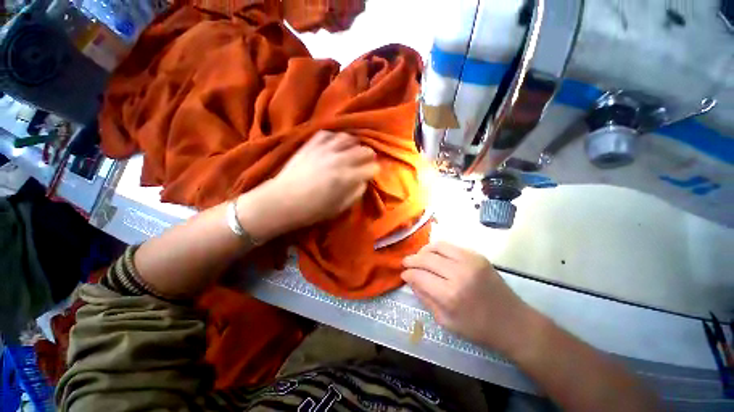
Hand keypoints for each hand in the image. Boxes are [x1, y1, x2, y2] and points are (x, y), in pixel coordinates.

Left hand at [243, 131, 378, 239]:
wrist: (282, 200)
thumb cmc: (312, 209)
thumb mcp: (339, 208)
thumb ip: (356, 193)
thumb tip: (363, 181)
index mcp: (347, 177)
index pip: (372, 168)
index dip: (375, 171)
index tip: (372, 174)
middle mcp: (339, 159)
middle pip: (364, 150)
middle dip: (369, 156)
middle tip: (365, 162)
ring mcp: (324, 149)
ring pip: (348, 138)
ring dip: (354, 144)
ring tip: (352, 150)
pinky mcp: (311, 144)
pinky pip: (328, 134)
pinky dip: (335, 137)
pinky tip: (335, 144)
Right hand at [402, 242, 539, 356]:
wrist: (514, 322)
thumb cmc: (478, 329)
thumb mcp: (446, 322)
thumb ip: (425, 298)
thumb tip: (411, 280)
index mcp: (450, 295)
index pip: (419, 276)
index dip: (408, 274)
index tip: (403, 274)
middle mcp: (459, 273)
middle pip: (426, 258)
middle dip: (411, 260)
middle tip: (405, 263)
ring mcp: (470, 261)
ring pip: (437, 246)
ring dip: (424, 251)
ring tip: (419, 257)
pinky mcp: (477, 256)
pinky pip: (451, 246)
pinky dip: (438, 249)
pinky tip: (435, 256)